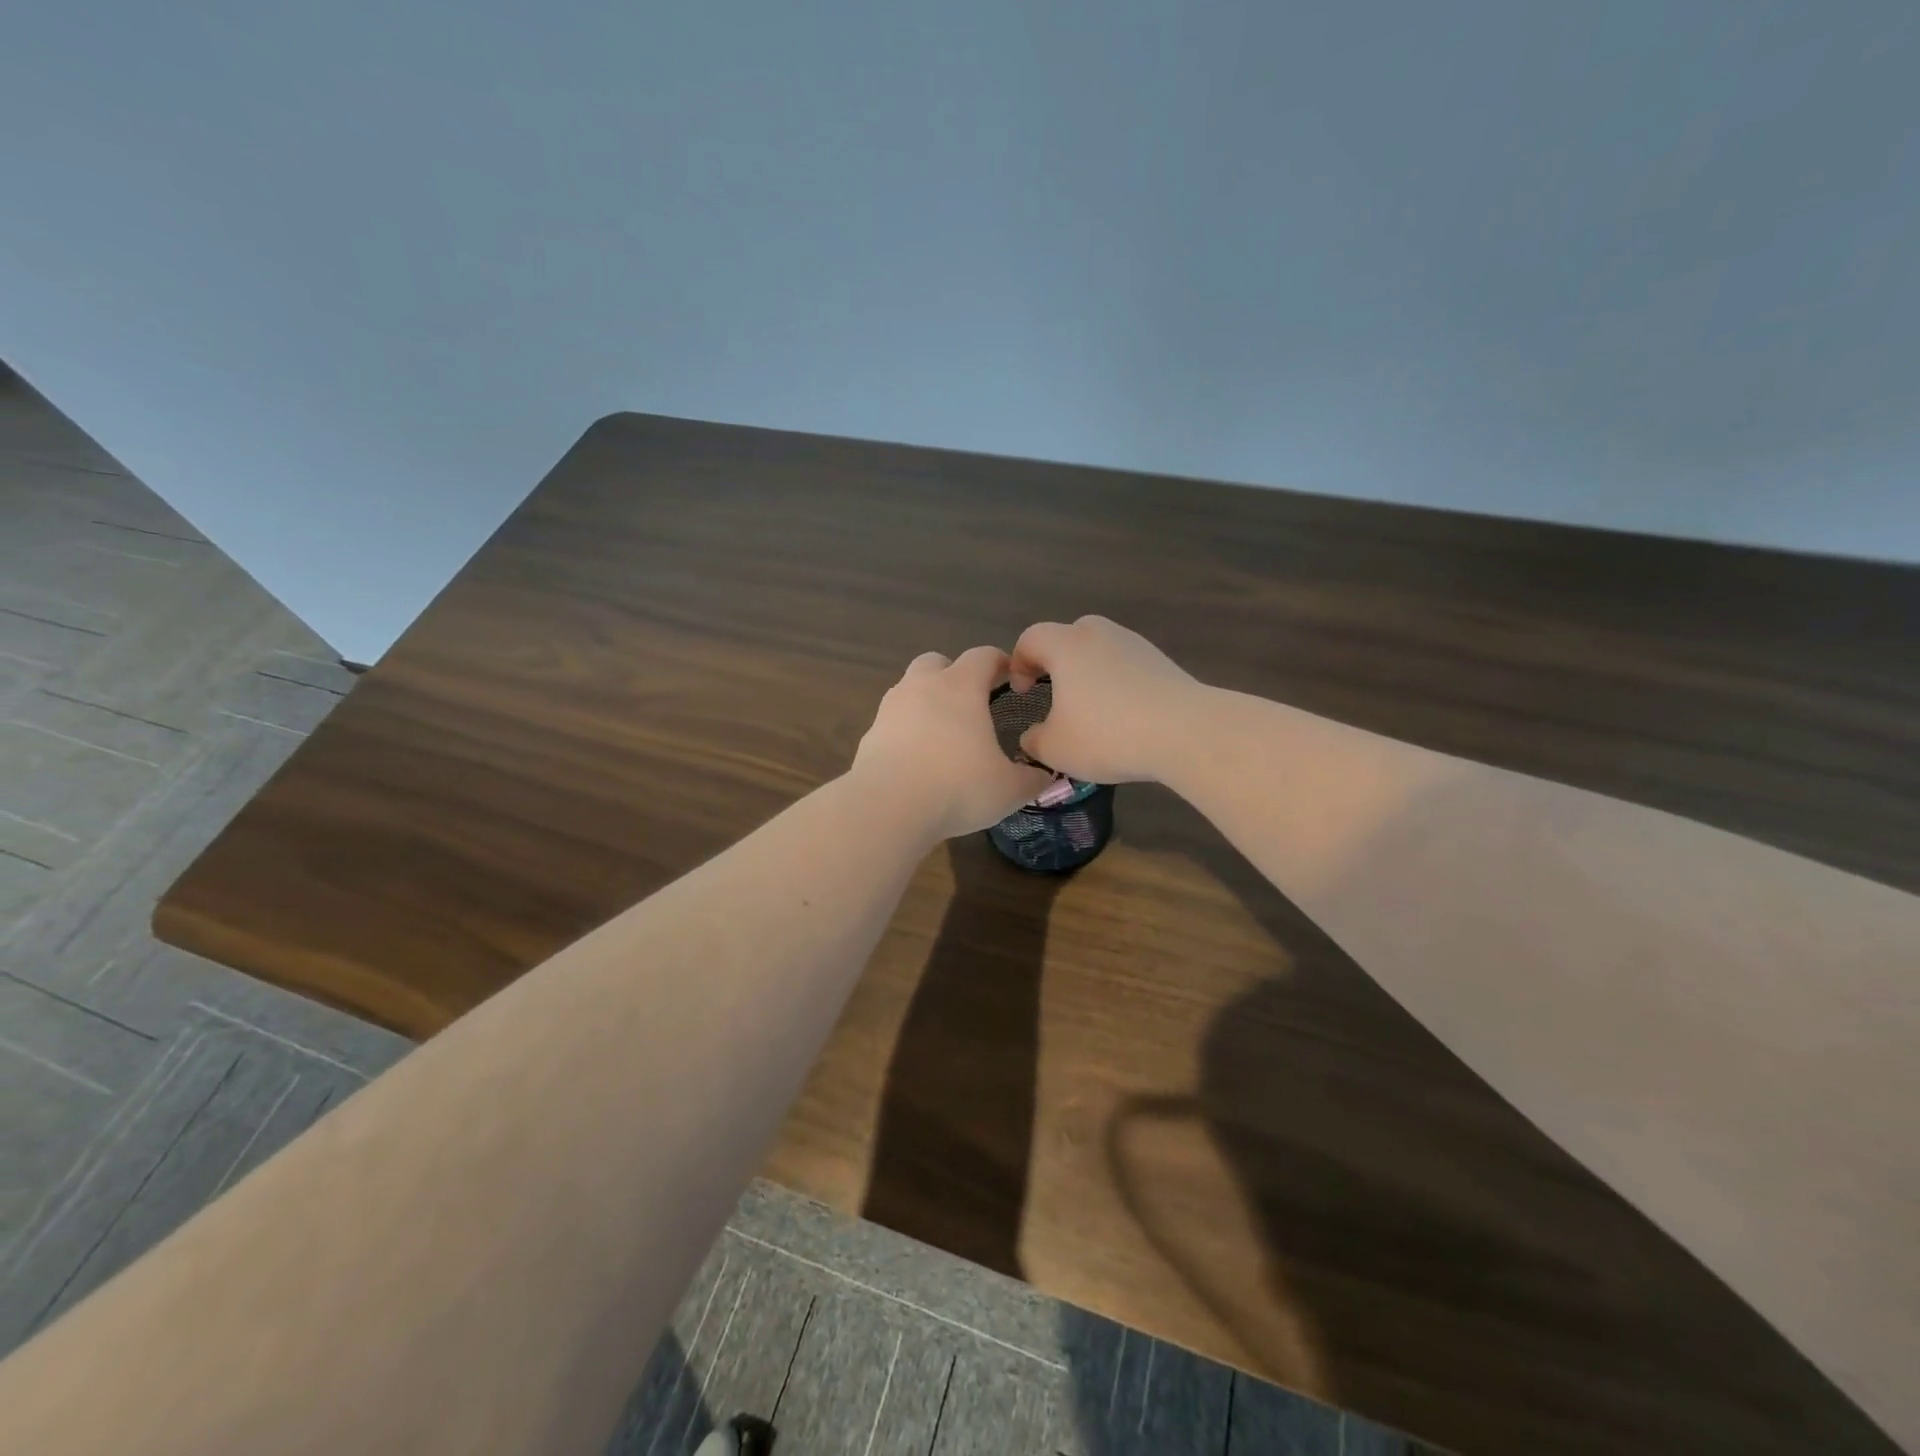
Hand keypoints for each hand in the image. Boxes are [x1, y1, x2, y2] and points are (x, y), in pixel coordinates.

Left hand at [852, 646, 1052, 839]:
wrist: (888, 807)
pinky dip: (905, 731)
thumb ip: (1031, 779)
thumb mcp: (1009, 789)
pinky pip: (892, 722)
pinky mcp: (870, 735)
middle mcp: (922, 686)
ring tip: (942, 732)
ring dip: (926, 701)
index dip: (999, 661)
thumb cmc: (958, 787)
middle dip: (953, 674)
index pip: (983, 656)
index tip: (1010, 676)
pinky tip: (917, 758)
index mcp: (960, 687)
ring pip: (909, 689)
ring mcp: (890, 709)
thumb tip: (1043, 776)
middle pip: (936, 662)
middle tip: (970, 701)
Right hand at [1008, 616, 1203, 783]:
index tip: (1022, 692)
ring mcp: (1134, 644)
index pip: (1030, 639)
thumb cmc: (1107, 735)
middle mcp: (1099, 633)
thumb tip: (1034, 736)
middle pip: (1067, 637)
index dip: (1018, 664)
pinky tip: (1123, 716)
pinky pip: (1125, 666)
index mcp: (1066, 645)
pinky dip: (1116, 683)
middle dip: (1055, 663)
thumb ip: (1034, 740)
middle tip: (1053, 694)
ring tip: (1090, 710)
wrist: (1185, 732)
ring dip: (1088, 674)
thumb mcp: (1055, 749)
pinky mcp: (1161, 660)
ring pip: (1099, 651)